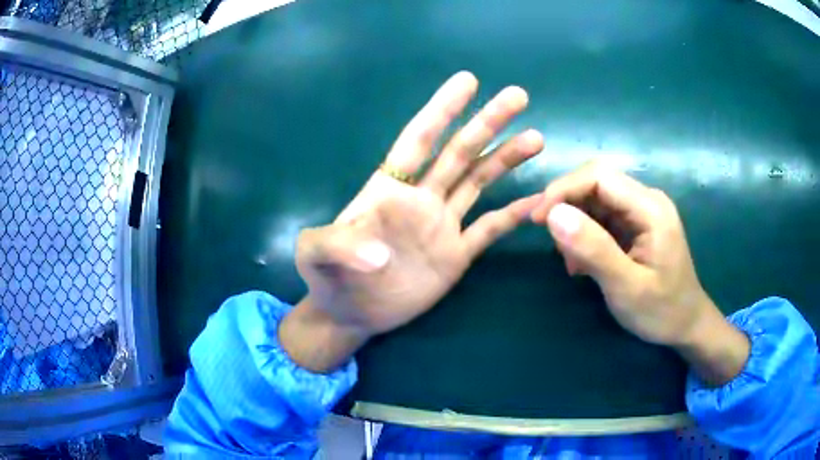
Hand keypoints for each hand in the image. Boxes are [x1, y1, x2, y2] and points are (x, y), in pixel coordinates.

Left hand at [281, 72, 543, 371]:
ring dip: (506, 159)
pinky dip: (513, 216)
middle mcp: (422, 199)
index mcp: (388, 189)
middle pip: (460, 152)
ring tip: (536, 138)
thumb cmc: (328, 278)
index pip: (419, 139)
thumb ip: (334, 244)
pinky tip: (538, 202)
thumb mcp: (314, 255)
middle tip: (518, 96)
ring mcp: (443, 225)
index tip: (468, 80)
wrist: (350, 313)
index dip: (441, 109)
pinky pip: (490, 229)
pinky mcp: (457, 255)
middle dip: (487, 122)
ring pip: (480, 182)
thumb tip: (379, 255)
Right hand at [531, 162, 749, 384]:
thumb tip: (553, 215)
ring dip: (575, 222)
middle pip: (596, 182)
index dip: (564, 189)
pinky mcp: (636, 224)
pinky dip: (585, 234)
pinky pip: (602, 216)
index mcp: (650, 208)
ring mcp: (642, 211)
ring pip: (596, 199)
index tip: (538, 219)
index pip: (599, 177)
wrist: (685, 324)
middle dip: (567, 204)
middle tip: (551, 239)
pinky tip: (581, 261)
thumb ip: (594, 250)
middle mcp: (647, 199)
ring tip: (569, 260)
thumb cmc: (661, 310)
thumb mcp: (626, 287)